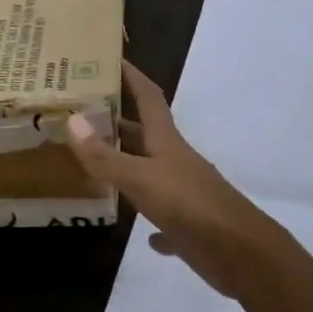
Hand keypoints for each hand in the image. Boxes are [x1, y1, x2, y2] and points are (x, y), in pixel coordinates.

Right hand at [67, 63, 285, 298]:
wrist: (240, 252)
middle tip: (82, 113)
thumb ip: (105, 156)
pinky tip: (131, 220)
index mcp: (167, 142)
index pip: (149, 97)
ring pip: (150, 171)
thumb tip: (72, 120)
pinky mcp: (188, 225)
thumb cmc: (189, 206)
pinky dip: (146, 213)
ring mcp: (184, 193)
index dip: (132, 76)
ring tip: (92, 160)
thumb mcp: (141, 179)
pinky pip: (162, 215)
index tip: (111, 59)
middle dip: (118, 121)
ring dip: (126, 164)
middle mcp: (175, 161)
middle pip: (145, 134)